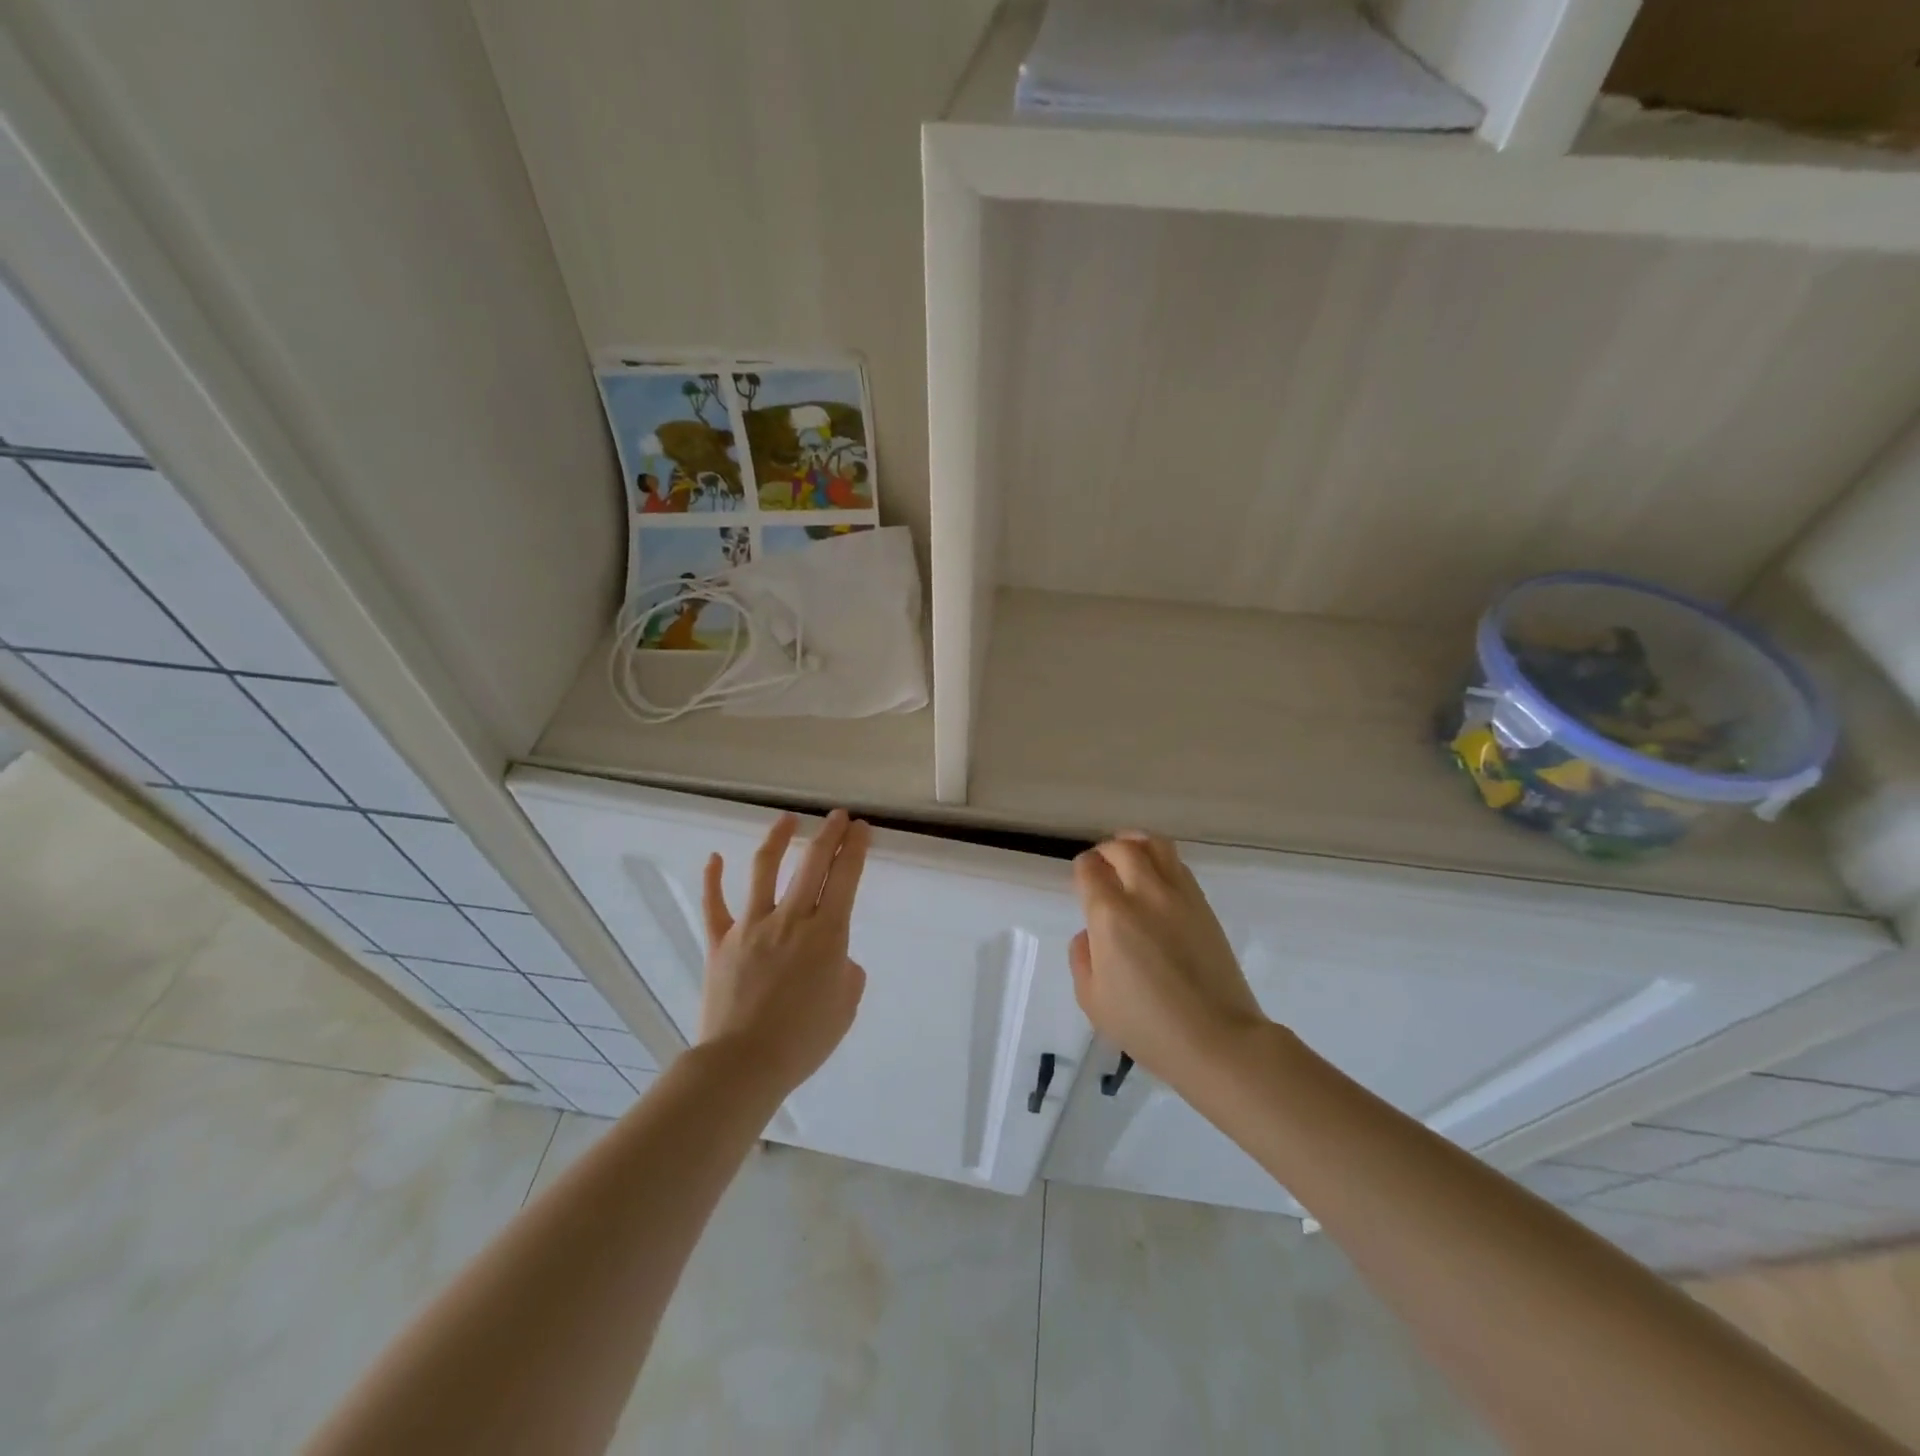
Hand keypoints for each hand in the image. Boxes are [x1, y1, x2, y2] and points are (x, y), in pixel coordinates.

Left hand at [699, 810, 869, 1093]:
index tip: (861, 829)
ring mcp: (751, 926)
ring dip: (777, 839)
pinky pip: (714, 905)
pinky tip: (714, 858)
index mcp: (826, 934)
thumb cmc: (803, 1040)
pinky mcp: (720, 942)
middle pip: (811, 863)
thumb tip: (835, 958)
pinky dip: (712, 879)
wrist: (743, 1064)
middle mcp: (790, 919)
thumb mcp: (845, 1006)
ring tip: (787, 819)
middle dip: (828, 834)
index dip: (855, 848)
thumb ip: (846, 973)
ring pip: (763, 869)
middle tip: (838, 816)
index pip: (845, 878)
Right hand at [1069, 833, 1267, 1091]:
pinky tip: (1156, 880)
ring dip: (1136, 844)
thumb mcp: (1093, 1000)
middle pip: (1122, 847)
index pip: (1090, 868)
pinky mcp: (1204, 904)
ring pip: (1156, 844)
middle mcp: (1144, 893)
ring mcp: (1179, 895)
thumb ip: (1082, 958)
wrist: (1217, 1039)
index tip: (1082, 881)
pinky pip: (1178, 865)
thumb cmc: (1147, 1026)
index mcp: (1110, 915)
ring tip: (1130, 857)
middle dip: (1106, 850)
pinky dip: (1161, 861)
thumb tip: (1090, 934)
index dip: (1082, 869)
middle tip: (1102, 866)